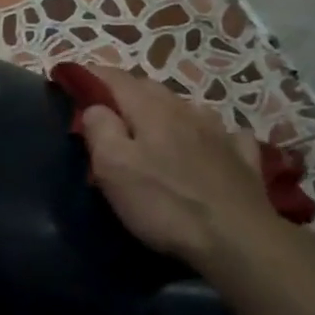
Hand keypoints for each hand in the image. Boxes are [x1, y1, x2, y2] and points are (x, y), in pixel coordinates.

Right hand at [78, 67, 279, 272]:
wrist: (239, 240)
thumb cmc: (165, 203)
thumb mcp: (113, 168)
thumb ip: (100, 130)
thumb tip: (95, 107)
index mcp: (150, 109)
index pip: (115, 78)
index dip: (91, 75)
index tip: (71, 77)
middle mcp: (186, 110)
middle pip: (150, 89)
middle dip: (125, 92)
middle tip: (107, 109)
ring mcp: (220, 132)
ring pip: (186, 108)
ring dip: (165, 111)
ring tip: (154, 128)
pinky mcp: (243, 158)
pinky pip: (224, 135)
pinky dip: (209, 134)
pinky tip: (210, 146)